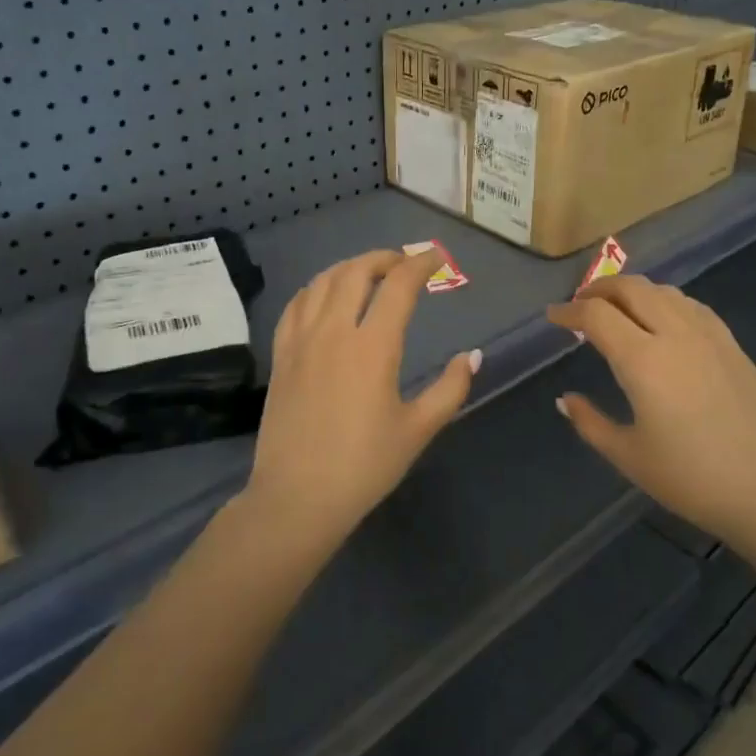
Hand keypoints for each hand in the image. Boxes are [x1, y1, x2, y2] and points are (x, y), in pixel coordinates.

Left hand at [245, 248, 478, 543]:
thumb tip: (473, 356)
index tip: (437, 259)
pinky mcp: (281, 356)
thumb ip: (451, 388)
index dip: (421, 264)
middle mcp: (334, 331)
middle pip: (356, 271)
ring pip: (322, 281)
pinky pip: (296, 305)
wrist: (297, 498)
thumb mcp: (418, 429)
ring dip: (350, 267)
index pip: (399, 285)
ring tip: (369, 272)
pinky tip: (325, 295)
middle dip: (384, 258)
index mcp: (373, 346)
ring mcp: (301, 341)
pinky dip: (316, 288)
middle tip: (404, 263)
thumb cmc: (365, 466)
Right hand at [547, 275, 755, 547]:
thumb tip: (565, 399)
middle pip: (631, 289)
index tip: (552, 317)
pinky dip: (665, 301)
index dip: (568, 311)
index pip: (596, 316)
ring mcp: (709, 336)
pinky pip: (691, 306)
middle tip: (580, 305)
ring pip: (664, 291)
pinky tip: (662, 320)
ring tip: (617, 309)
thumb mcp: (628, 456)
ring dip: (633, 291)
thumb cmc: (690, 478)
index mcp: (643, 360)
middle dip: (599, 289)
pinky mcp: (732, 345)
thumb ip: (590, 422)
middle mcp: (675, 335)